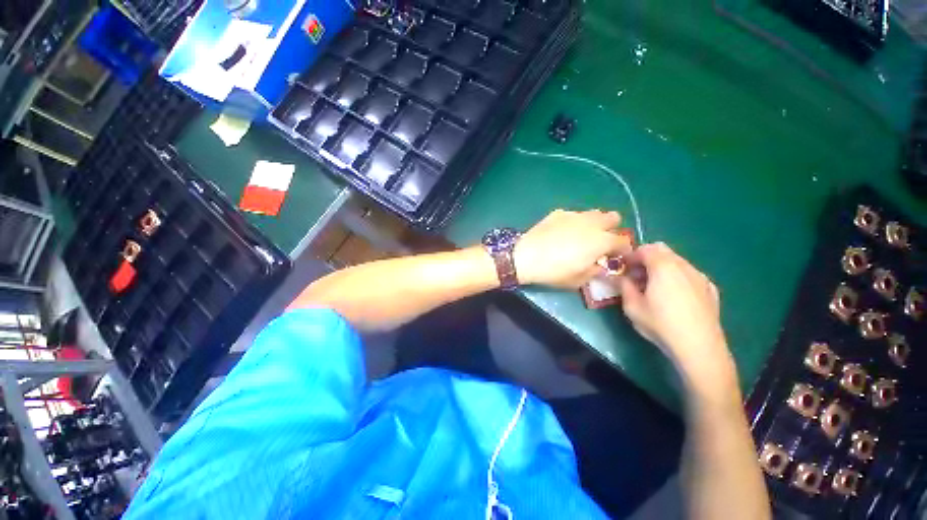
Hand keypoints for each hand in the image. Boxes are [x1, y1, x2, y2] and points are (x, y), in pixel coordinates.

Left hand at [514, 209, 631, 288]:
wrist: (526, 257)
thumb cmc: (555, 271)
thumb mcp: (578, 280)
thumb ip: (595, 272)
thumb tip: (600, 267)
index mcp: (601, 241)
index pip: (623, 241)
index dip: (623, 250)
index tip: (616, 256)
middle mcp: (592, 223)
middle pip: (613, 218)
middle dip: (611, 229)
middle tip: (600, 241)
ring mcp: (574, 215)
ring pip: (593, 213)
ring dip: (593, 223)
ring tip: (581, 235)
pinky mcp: (558, 213)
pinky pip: (573, 215)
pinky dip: (573, 222)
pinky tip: (561, 232)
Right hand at [617, 243, 735, 386]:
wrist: (699, 347)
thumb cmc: (661, 324)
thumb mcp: (632, 306)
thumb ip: (623, 286)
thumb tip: (619, 277)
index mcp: (663, 267)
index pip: (644, 249)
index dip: (630, 256)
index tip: (623, 268)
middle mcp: (683, 266)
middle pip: (662, 250)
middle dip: (646, 258)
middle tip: (636, 276)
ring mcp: (700, 277)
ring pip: (677, 261)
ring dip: (661, 267)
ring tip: (654, 287)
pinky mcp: (710, 289)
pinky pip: (690, 274)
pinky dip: (677, 277)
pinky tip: (674, 296)